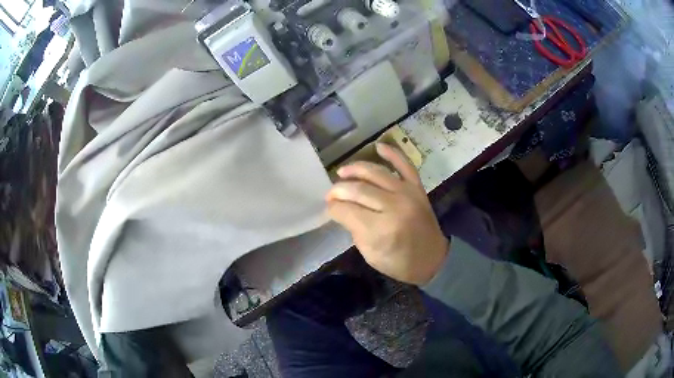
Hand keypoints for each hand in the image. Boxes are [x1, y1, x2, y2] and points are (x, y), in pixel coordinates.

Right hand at [326, 143, 448, 285]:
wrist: (432, 258)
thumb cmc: (399, 262)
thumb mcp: (370, 255)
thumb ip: (354, 229)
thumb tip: (341, 209)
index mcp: (380, 230)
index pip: (347, 210)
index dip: (333, 207)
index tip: (329, 207)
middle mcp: (394, 206)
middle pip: (358, 189)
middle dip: (339, 190)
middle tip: (331, 193)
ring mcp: (407, 193)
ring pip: (375, 173)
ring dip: (355, 169)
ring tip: (342, 172)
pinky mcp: (417, 187)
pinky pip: (404, 164)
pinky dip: (392, 153)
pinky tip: (377, 146)